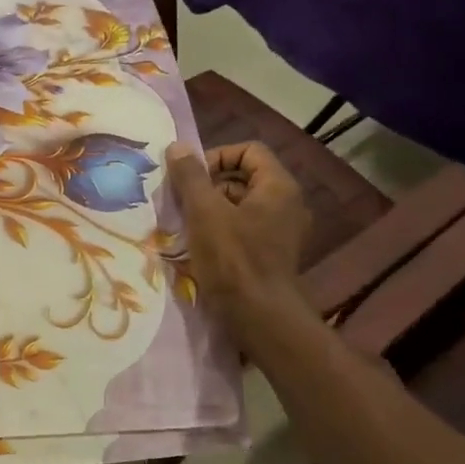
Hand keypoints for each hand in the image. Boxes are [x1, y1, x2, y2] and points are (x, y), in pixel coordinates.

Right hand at [166, 140, 312, 332]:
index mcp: (278, 186)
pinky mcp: (272, 254)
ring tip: (187, 225)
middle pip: (244, 177)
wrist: (260, 317)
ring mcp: (282, 231)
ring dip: (212, 208)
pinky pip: (245, 228)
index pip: (248, 151)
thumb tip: (177, 146)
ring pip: (241, 205)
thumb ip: (190, 177)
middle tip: (182, 202)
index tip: (191, 178)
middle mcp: (287, 204)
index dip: (216, 157)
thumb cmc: (233, 259)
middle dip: (210, 185)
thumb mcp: (204, 212)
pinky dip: (222, 229)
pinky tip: (200, 246)